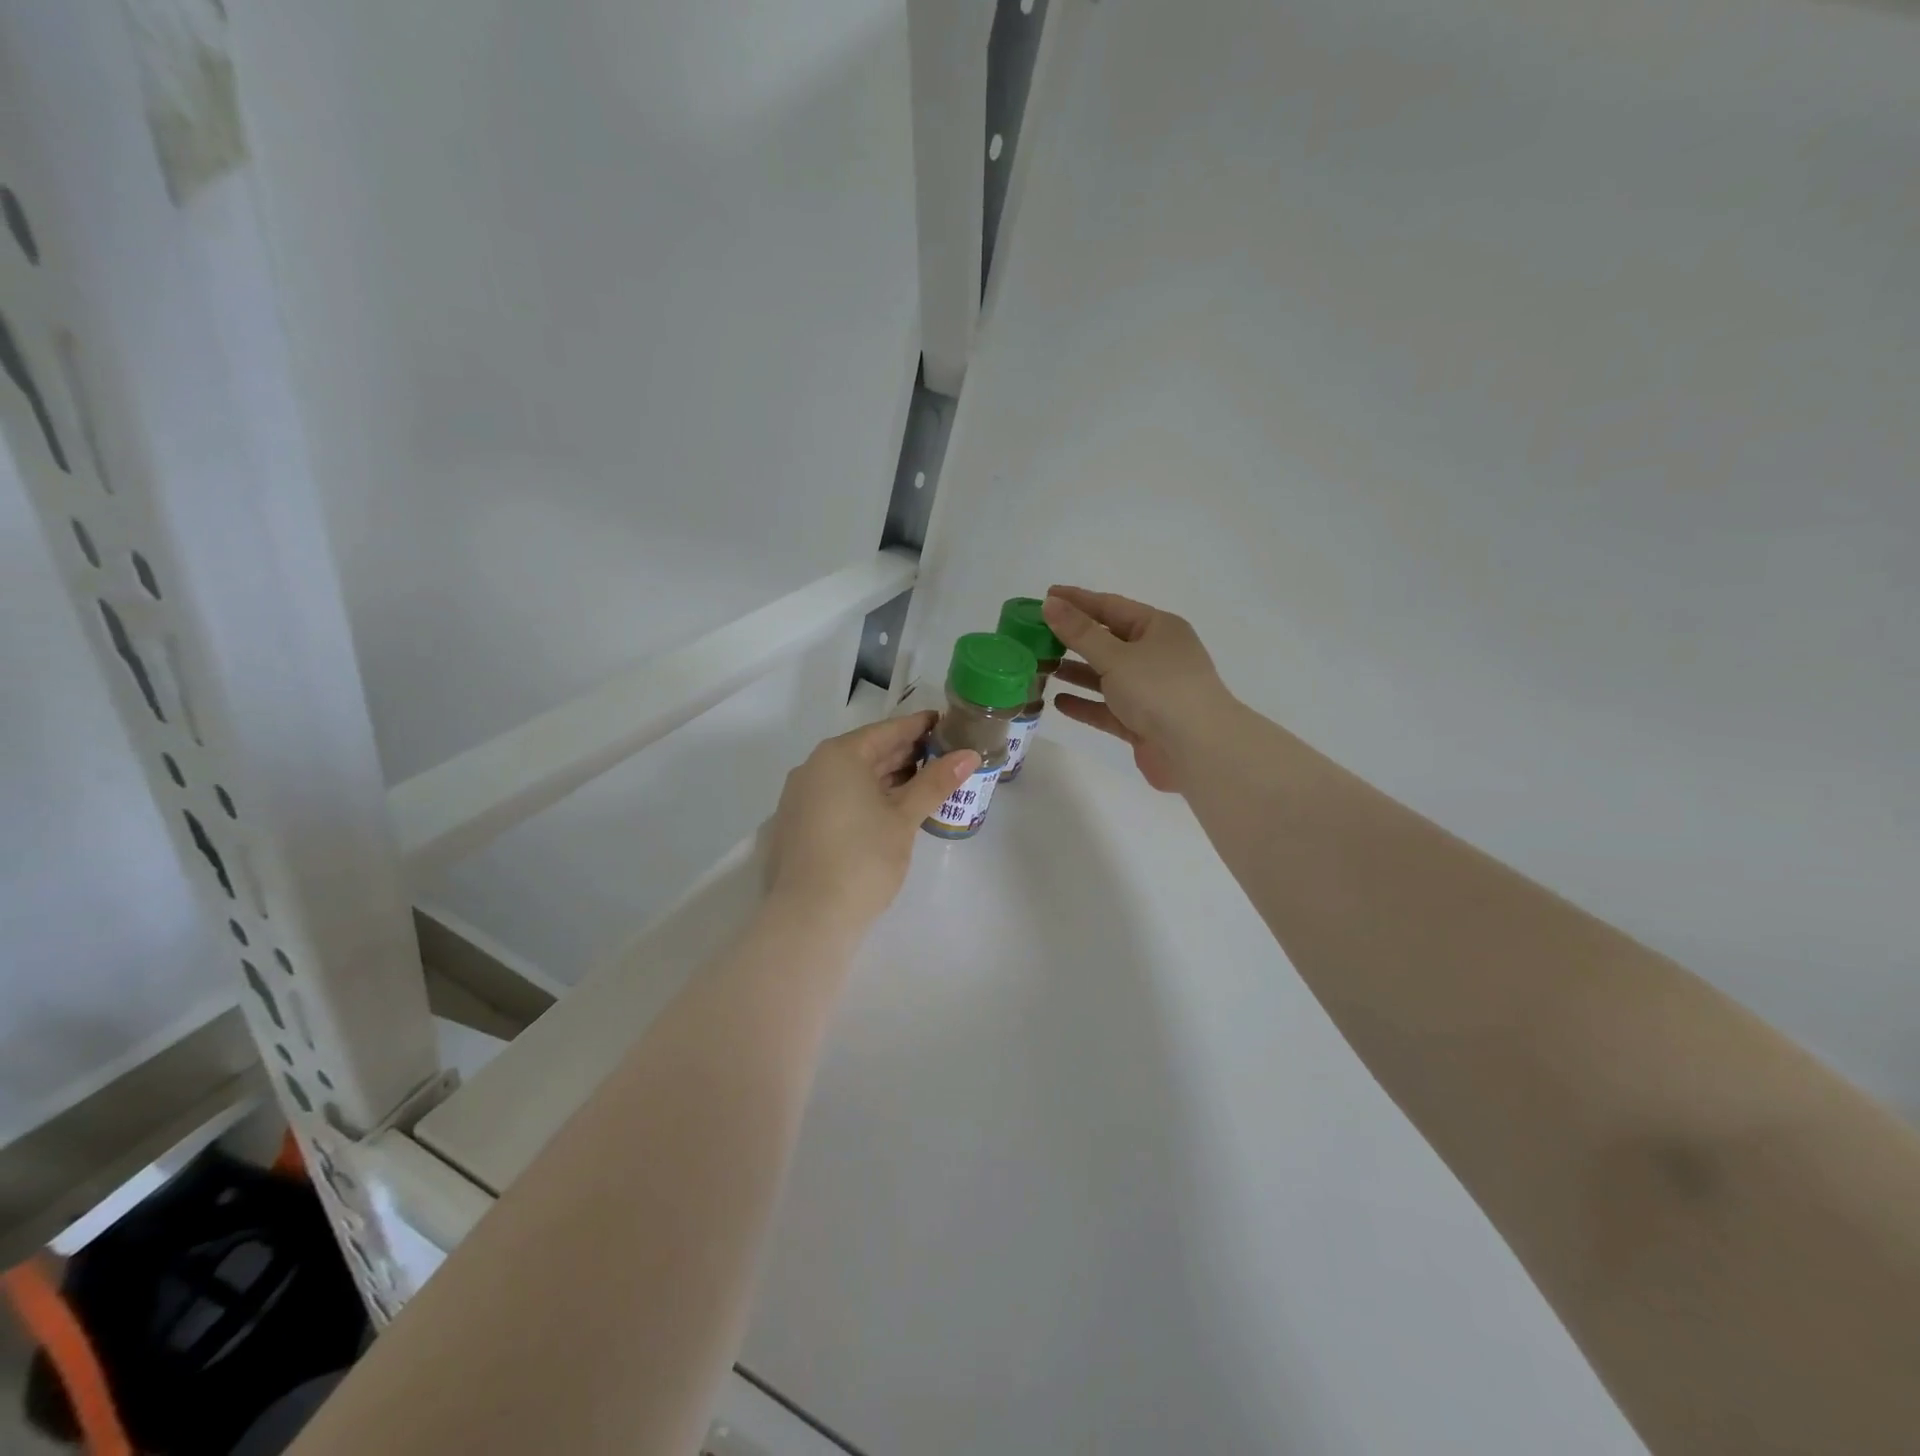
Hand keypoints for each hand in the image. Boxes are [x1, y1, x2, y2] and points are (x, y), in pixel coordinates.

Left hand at [767, 712, 979, 932]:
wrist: (809, 916)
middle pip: (868, 751)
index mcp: (839, 756)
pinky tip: (893, 808)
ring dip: (888, 777)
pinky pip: (839, 797)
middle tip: (944, 754)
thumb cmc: (863, 858)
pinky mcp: (799, 824)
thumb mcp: (904, 818)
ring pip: (852, 777)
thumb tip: (968, 756)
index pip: (887, 730)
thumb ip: (935, 783)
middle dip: (906, 753)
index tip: (946, 723)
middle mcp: (814, 768)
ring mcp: (801, 797)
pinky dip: (867, 797)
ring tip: (926, 781)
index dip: (919, 726)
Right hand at [1043, 587, 1236, 792]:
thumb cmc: (1159, 690)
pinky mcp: (1142, 722)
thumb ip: (1080, 632)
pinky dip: (1085, 703)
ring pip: (1106, 676)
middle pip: (1107, 641)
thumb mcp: (1115, 656)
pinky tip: (1058, 701)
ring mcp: (1150, 691)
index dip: (1078, 601)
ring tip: (1041, 666)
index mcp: (1158, 629)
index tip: (1046, 596)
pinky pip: (1108, 708)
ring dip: (1076, 671)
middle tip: (1035, 634)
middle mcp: (1156, 656)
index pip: (1111, 606)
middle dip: (1073, 638)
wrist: (1198, 750)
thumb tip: (1050, 604)